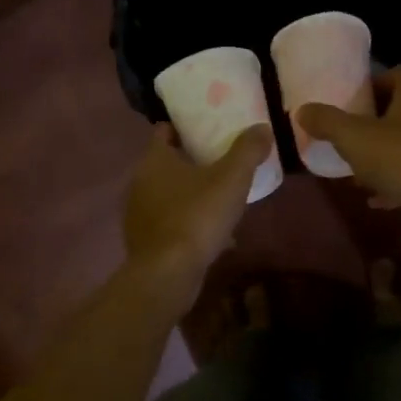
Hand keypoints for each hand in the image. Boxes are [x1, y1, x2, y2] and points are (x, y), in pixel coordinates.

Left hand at [123, 122, 271, 284]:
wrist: (168, 273)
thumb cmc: (197, 216)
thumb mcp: (231, 179)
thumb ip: (247, 150)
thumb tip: (262, 127)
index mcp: (155, 159)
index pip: (164, 131)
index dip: (185, 127)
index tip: (208, 128)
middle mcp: (139, 181)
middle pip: (166, 162)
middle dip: (191, 161)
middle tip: (221, 161)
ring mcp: (137, 213)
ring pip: (167, 194)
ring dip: (189, 194)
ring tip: (219, 198)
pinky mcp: (143, 240)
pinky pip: (168, 222)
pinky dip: (186, 222)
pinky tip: (210, 234)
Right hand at [295, 65, 400, 236]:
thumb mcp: (354, 138)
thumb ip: (327, 122)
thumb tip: (302, 110)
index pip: (400, 72)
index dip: (376, 82)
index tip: (355, 99)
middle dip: (378, 122)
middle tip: (352, 136)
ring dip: (388, 155)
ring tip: (361, 172)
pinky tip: (380, 200)